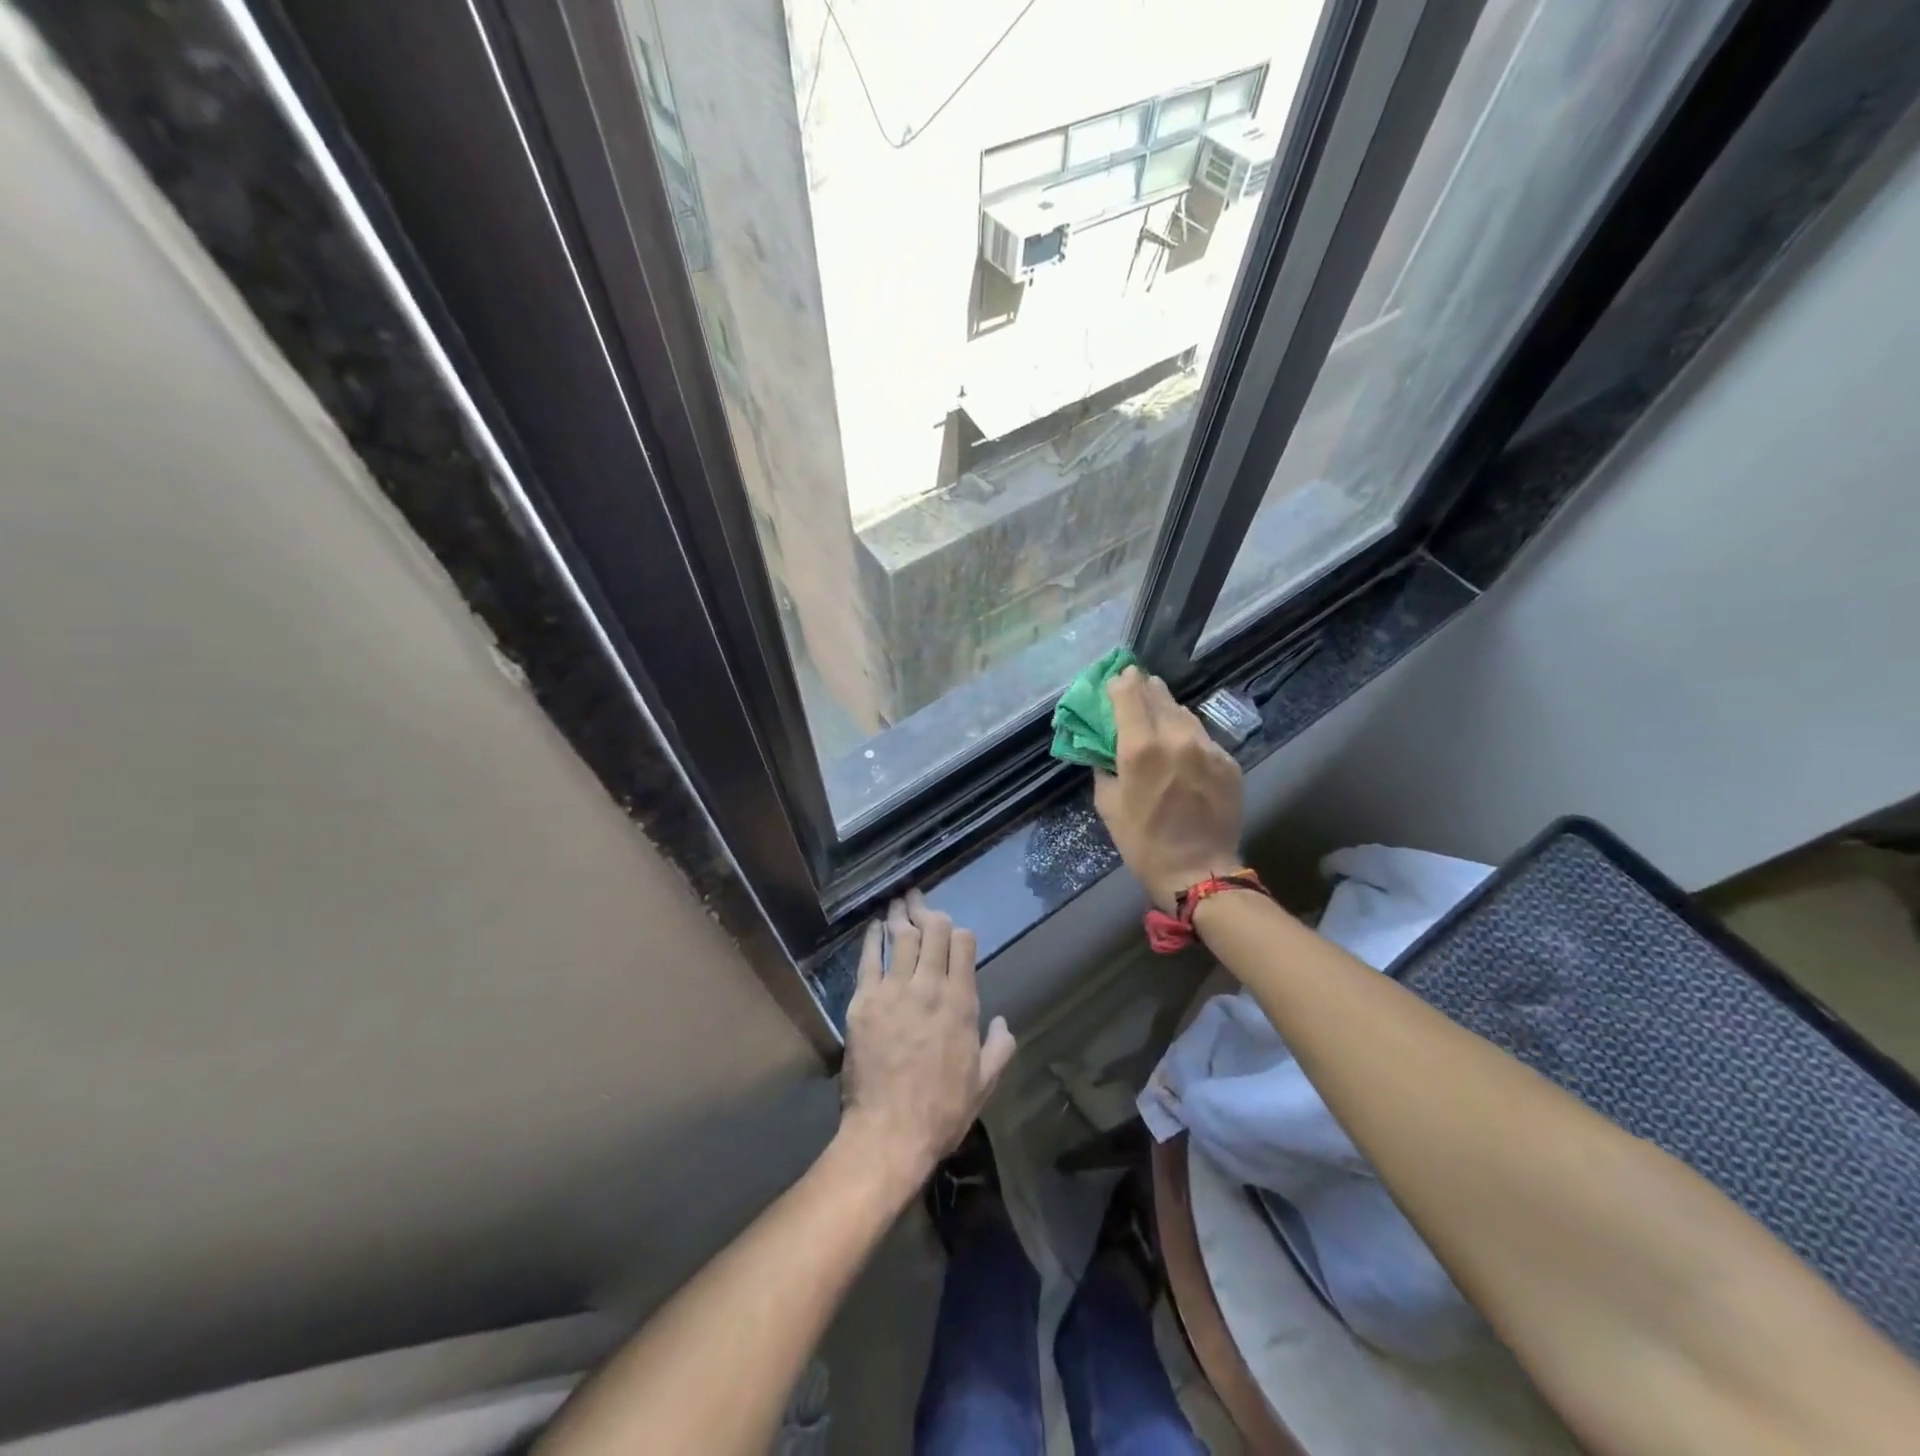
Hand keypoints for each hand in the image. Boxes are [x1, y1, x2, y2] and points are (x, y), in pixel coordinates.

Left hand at [840, 891, 1016, 1192]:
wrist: (890, 1132)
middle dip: (928, 912)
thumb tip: (1004, 1022)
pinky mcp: (863, 1002)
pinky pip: (868, 960)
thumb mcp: (984, 1082)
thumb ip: (1000, 1047)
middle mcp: (929, 986)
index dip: (959, 932)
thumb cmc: (942, 1110)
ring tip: (899, 901)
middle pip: (931, 931)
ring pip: (899, 938)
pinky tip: (874, 927)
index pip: (963, 944)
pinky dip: (871, 938)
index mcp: (961, 1002)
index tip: (953, 930)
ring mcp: (893, 991)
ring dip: (900, 916)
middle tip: (920, 901)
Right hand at [1093, 666, 1244, 910]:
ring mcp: (1207, 748)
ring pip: (1184, 713)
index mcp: (1140, 748)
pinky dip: (1189, 735)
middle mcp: (1176, 738)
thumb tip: (1104, 749)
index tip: (1116, 680)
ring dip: (1168, 709)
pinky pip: (1203, 737)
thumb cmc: (1142, 842)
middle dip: (1145, 689)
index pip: (1129, 693)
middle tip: (1136, 688)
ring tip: (1159, 715)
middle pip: (1159, 695)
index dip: (1121, 682)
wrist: (1198, 872)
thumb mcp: (1108, 804)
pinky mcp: (1228, 762)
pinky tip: (1183, 747)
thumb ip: (1104, 767)